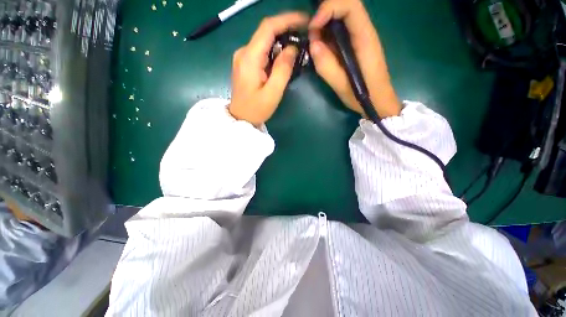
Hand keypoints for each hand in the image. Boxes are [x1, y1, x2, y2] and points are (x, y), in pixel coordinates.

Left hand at [229, 13, 308, 126]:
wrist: (240, 118)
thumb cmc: (256, 109)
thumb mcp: (273, 93)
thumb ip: (283, 69)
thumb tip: (292, 48)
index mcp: (249, 57)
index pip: (268, 27)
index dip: (287, 19)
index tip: (305, 21)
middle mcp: (244, 52)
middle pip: (266, 32)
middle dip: (286, 29)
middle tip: (304, 36)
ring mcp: (243, 57)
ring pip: (264, 41)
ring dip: (281, 41)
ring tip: (298, 47)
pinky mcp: (245, 63)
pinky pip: (262, 50)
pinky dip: (274, 50)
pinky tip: (284, 58)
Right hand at [309, 0, 400, 117]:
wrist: (378, 101)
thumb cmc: (363, 96)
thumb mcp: (342, 85)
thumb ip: (326, 66)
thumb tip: (312, 44)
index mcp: (364, 39)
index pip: (350, 5)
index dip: (329, 8)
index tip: (313, 27)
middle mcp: (364, 32)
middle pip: (345, 6)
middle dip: (324, 16)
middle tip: (312, 38)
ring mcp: (360, 37)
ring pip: (341, 18)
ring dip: (324, 27)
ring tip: (315, 47)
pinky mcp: (356, 45)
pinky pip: (340, 31)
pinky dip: (327, 36)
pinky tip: (323, 52)